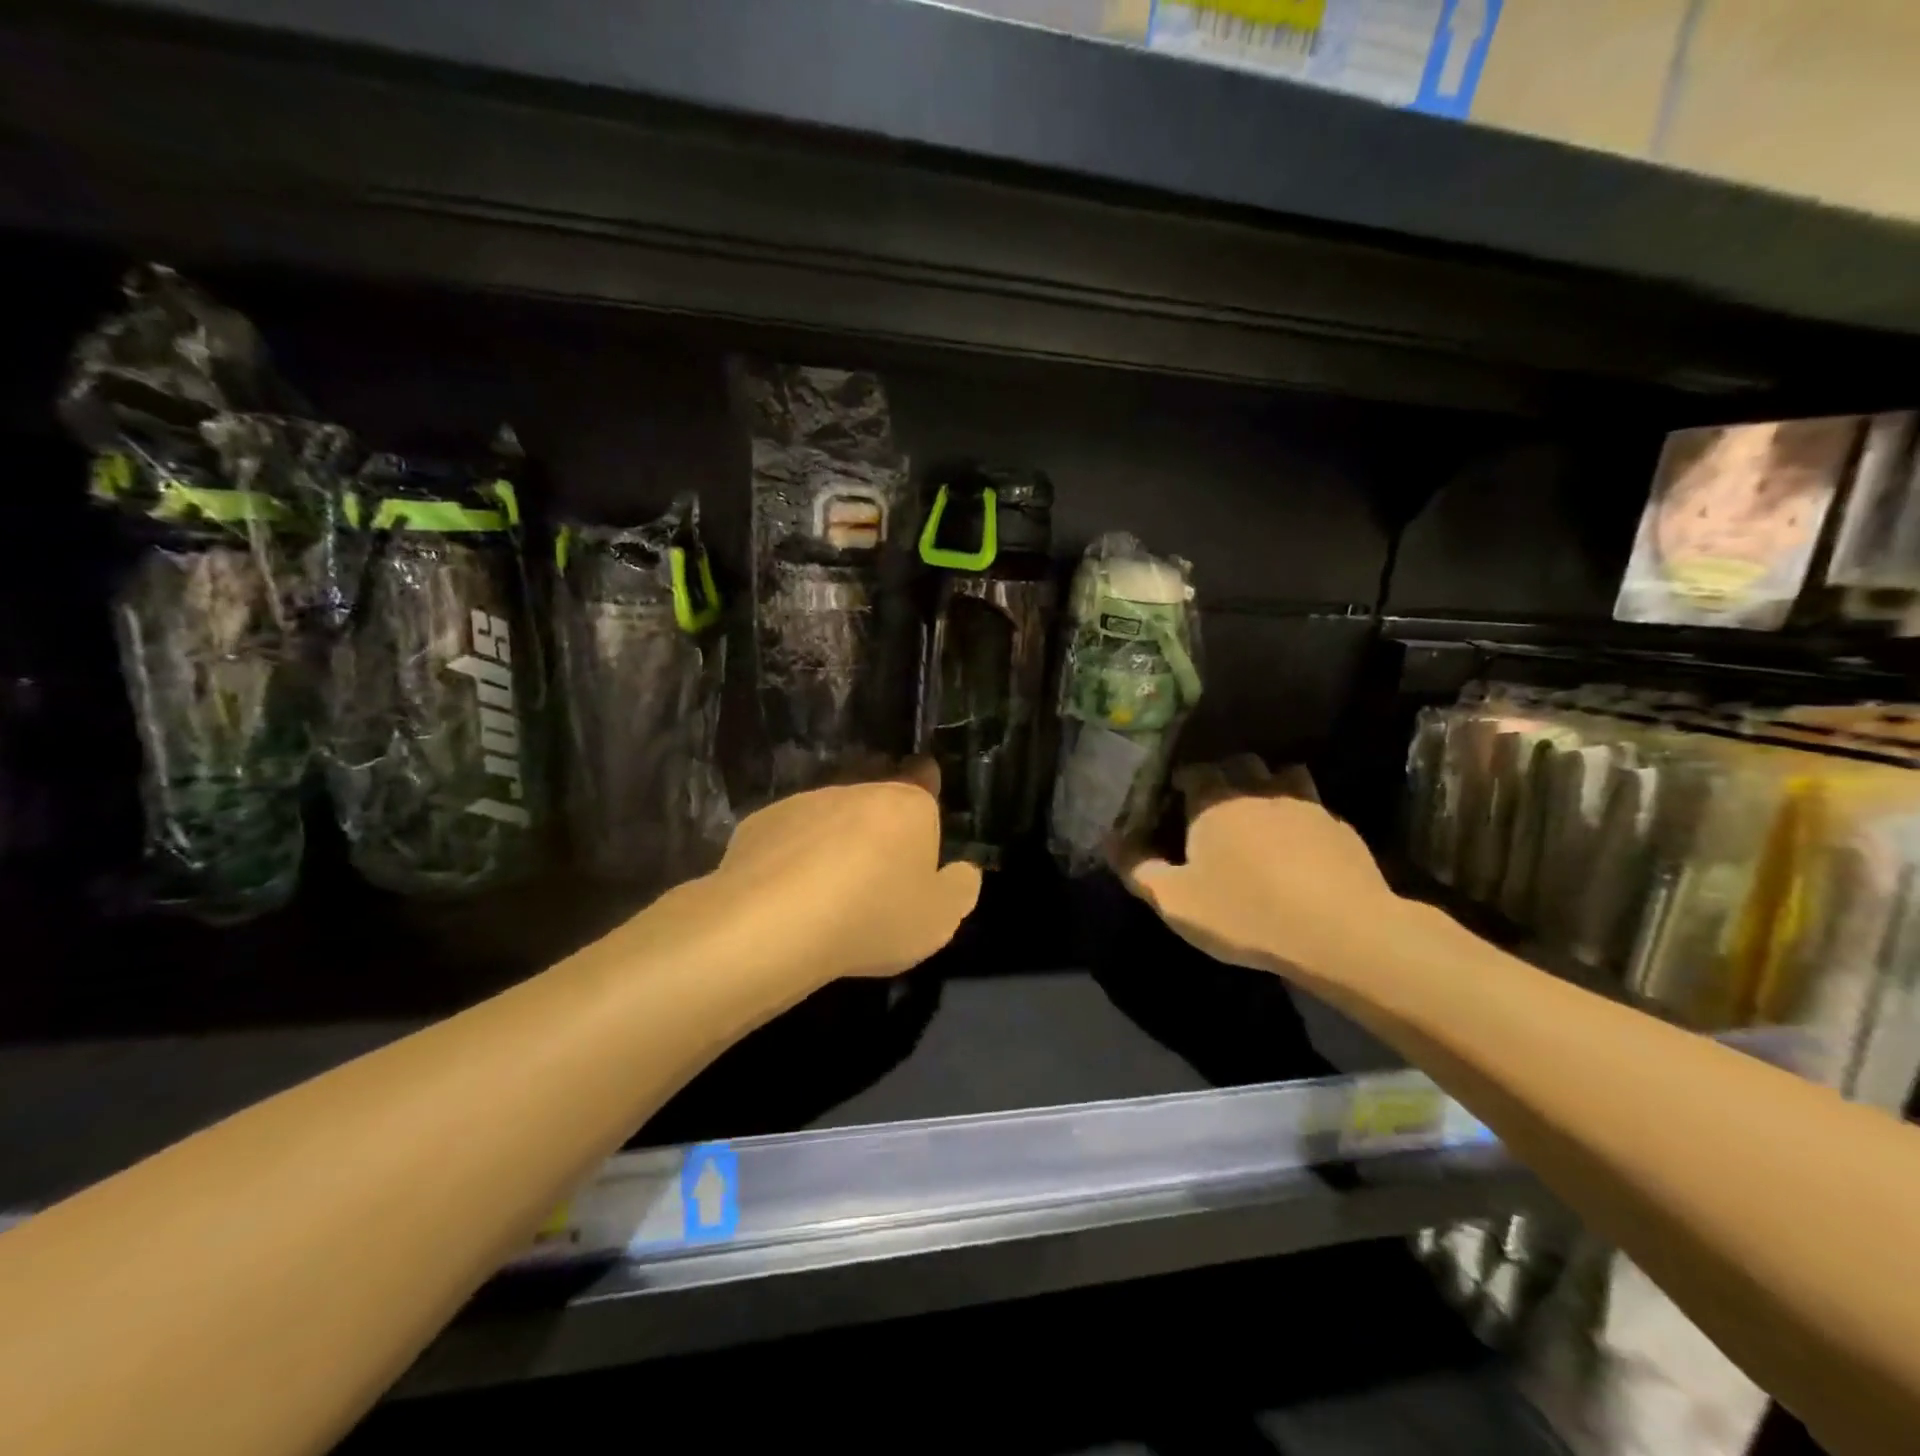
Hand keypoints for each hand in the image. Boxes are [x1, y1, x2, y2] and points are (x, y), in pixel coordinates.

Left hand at [692, 760, 981, 986]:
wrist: (773, 924)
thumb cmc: (873, 917)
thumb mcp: (939, 919)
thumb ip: (960, 889)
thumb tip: (962, 871)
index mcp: (908, 805)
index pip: (924, 782)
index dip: (925, 791)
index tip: (919, 814)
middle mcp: (857, 791)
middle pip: (876, 802)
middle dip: (879, 828)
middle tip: (877, 875)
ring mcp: (804, 803)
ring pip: (829, 818)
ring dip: (834, 842)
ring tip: (828, 893)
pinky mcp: (760, 823)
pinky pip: (788, 838)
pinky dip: (791, 858)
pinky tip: (787, 895)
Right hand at [1118, 756, 1399, 982]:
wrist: (1340, 931)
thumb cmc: (1244, 913)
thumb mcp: (1176, 901)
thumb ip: (1137, 868)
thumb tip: (1108, 839)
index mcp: (1214, 801)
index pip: (1193, 771)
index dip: (1181, 781)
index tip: (1174, 798)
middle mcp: (1258, 790)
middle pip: (1238, 764)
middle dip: (1224, 776)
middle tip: (1213, 806)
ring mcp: (1304, 804)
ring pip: (1283, 776)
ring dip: (1268, 787)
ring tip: (1260, 814)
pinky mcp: (1339, 827)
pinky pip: (1313, 808)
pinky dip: (1301, 817)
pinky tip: (1299, 846)